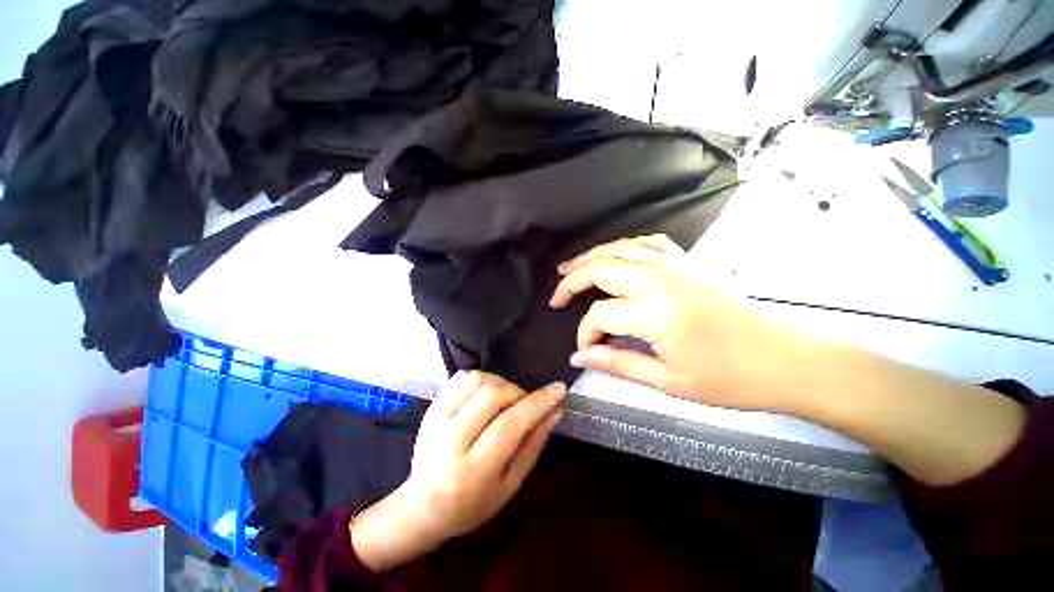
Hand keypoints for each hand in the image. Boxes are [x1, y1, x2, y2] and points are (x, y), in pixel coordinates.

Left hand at [351, 371, 564, 571]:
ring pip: (476, 380)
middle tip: (523, 405)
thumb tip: (554, 411)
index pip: (509, 425)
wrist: (422, 507)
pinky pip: (460, 378)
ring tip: (504, 401)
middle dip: (518, 393)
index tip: (559, 389)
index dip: (538, 403)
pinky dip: (481, 379)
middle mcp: (449, 441)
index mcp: (472, 471)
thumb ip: (533, 445)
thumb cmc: (472, 505)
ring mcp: (435, 420)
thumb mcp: (510, 485)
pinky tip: (485, 395)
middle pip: (492, 395)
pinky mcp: (430, 408)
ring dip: (500, 383)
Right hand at [550, 234, 808, 412]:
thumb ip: (617, 363)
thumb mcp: (668, 381)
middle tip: (557, 296)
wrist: (785, 358)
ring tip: (569, 267)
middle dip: (571, 281)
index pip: (599, 315)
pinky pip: (647, 242)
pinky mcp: (688, 261)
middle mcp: (661, 281)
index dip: (584, 333)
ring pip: (619, 248)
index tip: (585, 348)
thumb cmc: (729, 378)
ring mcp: (676, 265)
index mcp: (656, 313)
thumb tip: (579, 357)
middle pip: (600, 268)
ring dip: (590, 256)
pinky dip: (624, 246)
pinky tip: (615, 254)